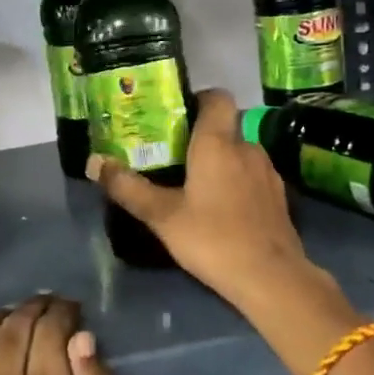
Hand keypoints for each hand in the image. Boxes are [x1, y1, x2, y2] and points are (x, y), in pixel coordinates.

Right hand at [91, 87, 373, 374]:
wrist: (271, 277)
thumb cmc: (212, 238)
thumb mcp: (162, 216)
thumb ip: (128, 187)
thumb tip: (93, 162)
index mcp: (218, 142)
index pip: (217, 97)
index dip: (198, 99)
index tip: (176, 116)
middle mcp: (247, 147)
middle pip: (225, 127)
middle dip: (201, 137)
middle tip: (174, 157)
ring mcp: (268, 171)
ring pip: (240, 152)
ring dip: (221, 161)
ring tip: (196, 184)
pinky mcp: (279, 196)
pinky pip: (253, 175)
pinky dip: (238, 182)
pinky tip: (223, 208)